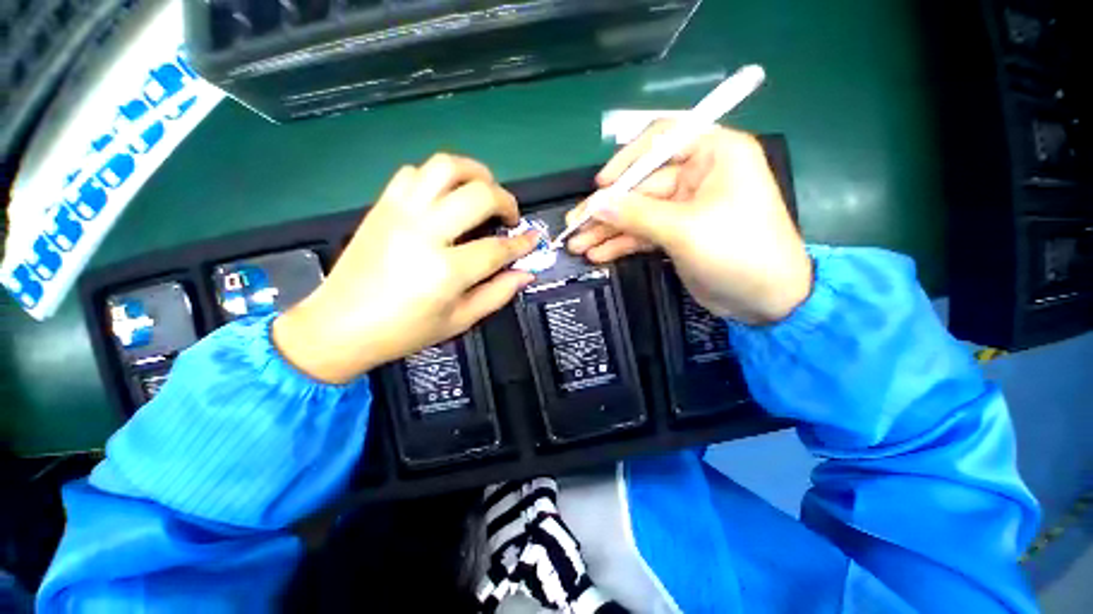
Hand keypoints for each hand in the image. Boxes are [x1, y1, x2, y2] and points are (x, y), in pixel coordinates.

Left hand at [273, 154, 538, 383]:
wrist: (340, 325)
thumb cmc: (405, 330)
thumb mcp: (460, 320)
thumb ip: (497, 294)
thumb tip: (525, 273)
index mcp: (446, 271)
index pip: (497, 248)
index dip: (522, 243)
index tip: (534, 239)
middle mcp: (425, 232)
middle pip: (479, 194)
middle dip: (506, 200)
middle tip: (510, 216)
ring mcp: (400, 213)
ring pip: (446, 167)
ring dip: (475, 173)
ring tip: (484, 191)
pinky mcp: (383, 205)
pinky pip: (415, 172)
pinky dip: (439, 177)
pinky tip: (446, 197)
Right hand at [566, 123, 811, 324]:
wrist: (767, 300)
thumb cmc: (738, 252)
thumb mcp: (685, 229)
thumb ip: (637, 214)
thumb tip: (596, 204)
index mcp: (713, 155)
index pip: (662, 140)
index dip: (626, 162)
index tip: (600, 186)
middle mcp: (698, 175)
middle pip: (640, 186)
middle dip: (606, 209)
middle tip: (573, 227)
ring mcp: (684, 208)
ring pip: (637, 213)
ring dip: (607, 230)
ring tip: (577, 246)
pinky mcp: (677, 234)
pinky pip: (642, 233)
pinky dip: (621, 244)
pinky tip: (598, 254)